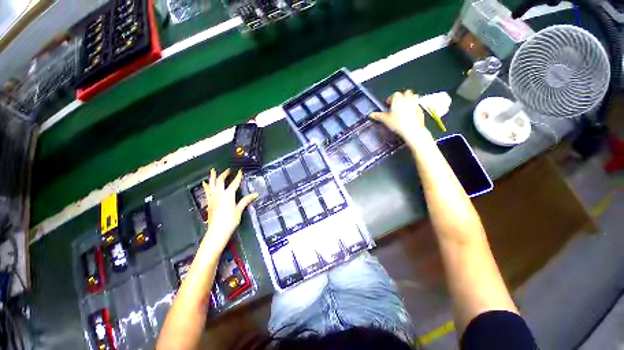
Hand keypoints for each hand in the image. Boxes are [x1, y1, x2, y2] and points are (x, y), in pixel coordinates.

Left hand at [201, 169, 257, 250]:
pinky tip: (205, 184)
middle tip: (228, 170)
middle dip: (224, 174)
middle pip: (220, 180)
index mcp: (228, 195)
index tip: (240, 171)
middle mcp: (219, 194)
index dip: (238, 176)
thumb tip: (256, 194)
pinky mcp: (209, 203)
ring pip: (211, 184)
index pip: (234, 183)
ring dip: (213, 177)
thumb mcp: (239, 210)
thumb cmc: (230, 221)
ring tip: (213, 171)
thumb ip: (246, 200)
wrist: (216, 232)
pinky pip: (207, 191)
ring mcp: (213, 198)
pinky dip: (207, 186)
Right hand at [370, 90, 426, 142]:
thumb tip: (372, 115)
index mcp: (398, 100)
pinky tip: (411, 112)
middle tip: (397, 103)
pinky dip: (414, 106)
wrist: (412, 129)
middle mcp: (408, 99)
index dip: (391, 98)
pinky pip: (417, 104)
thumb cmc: (398, 123)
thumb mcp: (386, 120)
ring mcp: (415, 103)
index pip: (395, 94)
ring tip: (405, 105)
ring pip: (414, 96)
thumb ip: (378, 116)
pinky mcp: (420, 109)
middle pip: (406, 92)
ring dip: (410, 98)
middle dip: (402, 96)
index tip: (388, 103)